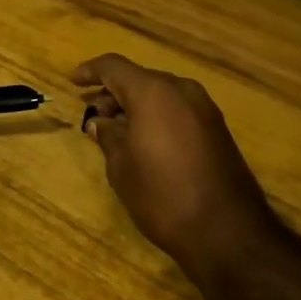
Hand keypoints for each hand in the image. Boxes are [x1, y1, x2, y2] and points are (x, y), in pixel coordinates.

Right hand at [74, 53, 275, 276]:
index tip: (73, 81)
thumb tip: (100, 122)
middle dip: (113, 93)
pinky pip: (178, 109)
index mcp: (153, 92)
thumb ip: (108, 135)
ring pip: (160, 94)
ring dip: (136, 105)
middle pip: (139, 78)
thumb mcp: (121, 167)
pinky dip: (157, 116)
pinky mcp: (217, 128)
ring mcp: (204, 108)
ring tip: (116, 131)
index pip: (114, 67)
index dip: (91, 71)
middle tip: (93, 116)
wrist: (227, 232)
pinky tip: (144, 140)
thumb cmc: (162, 195)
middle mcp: (181, 90)